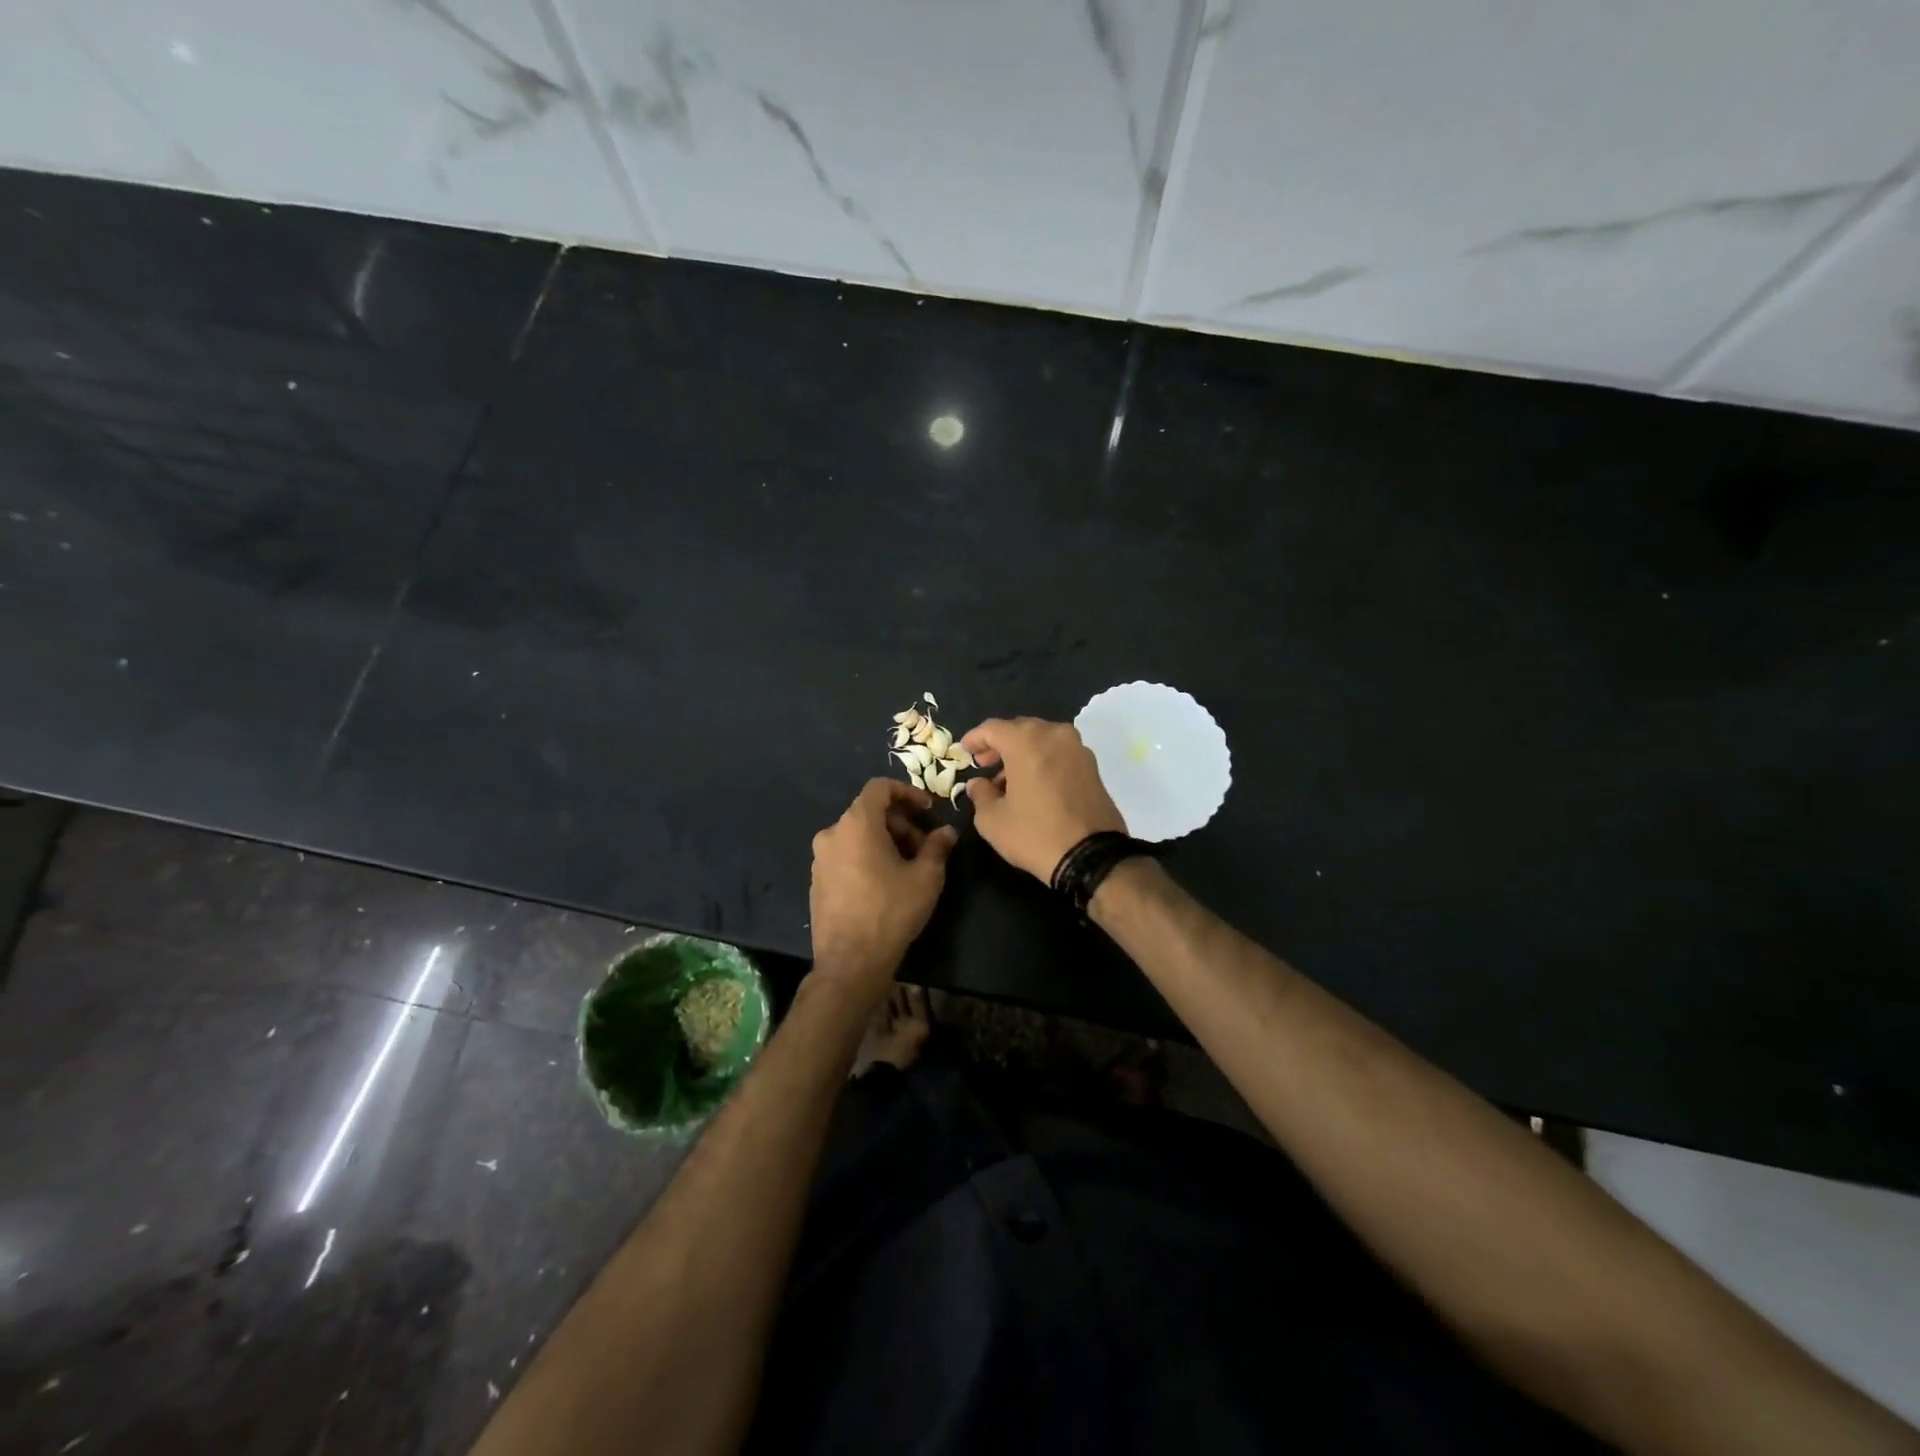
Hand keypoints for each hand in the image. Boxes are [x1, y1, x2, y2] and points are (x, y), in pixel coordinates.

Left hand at [808, 779, 957, 997]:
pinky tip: (885, 884)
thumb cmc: (891, 911)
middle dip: (901, 824)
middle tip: (925, 847)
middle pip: (869, 813)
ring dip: (885, 842)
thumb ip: (937, 847)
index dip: (907, 792)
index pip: (879, 788)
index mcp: (856, 823)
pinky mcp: (817, 881)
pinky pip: (846, 855)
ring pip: (858, 836)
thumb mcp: (926, 877)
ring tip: (908, 868)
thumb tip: (946, 833)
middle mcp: (832, 834)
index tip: (928, 811)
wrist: (850, 962)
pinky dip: (867, 857)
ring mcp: (820, 859)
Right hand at [961, 717, 1125, 882]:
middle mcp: (1054, 735)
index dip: (975, 738)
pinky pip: (1059, 752)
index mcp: (1026, 741)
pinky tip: (1033, 783)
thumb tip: (979, 784)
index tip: (965, 751)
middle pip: (1020, 729)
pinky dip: (1042, 760)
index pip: (993, 728)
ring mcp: (1077, 748)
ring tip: (1007, 779)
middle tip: (985, 764)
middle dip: (999, 744)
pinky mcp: (1092, 766)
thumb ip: (980, 794)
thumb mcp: (993, 820)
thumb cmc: (1035, 834)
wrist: (1091, 856)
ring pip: (1042, 739)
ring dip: (1022, 752)